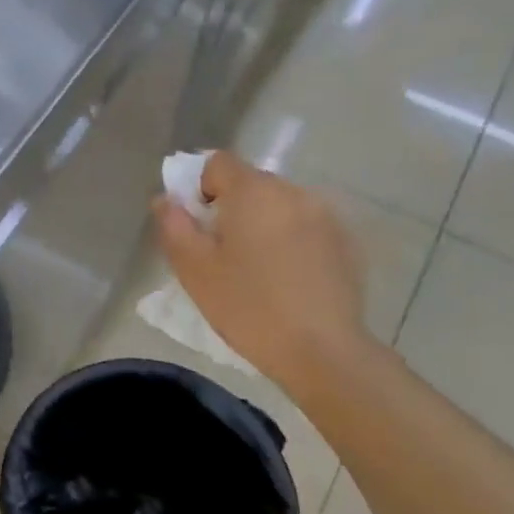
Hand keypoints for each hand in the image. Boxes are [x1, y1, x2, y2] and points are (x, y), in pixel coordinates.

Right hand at [155, 152, 376, 396]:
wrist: (321, 350)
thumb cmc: (247, 307)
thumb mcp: (194, 270)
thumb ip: (174, 226)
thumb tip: (166, 199)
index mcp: (253, 192)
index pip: (217, 163)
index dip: (198, 187)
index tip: (196, 226)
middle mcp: (294, 192)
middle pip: (251, 184)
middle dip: (230, 208)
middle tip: (221, 254)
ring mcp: (326, 216)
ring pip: (280, 207)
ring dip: (262, 225)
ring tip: (257, 270)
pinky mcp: (347, 243)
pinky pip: (306, 228)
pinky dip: (290, 242)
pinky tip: (287, 281)